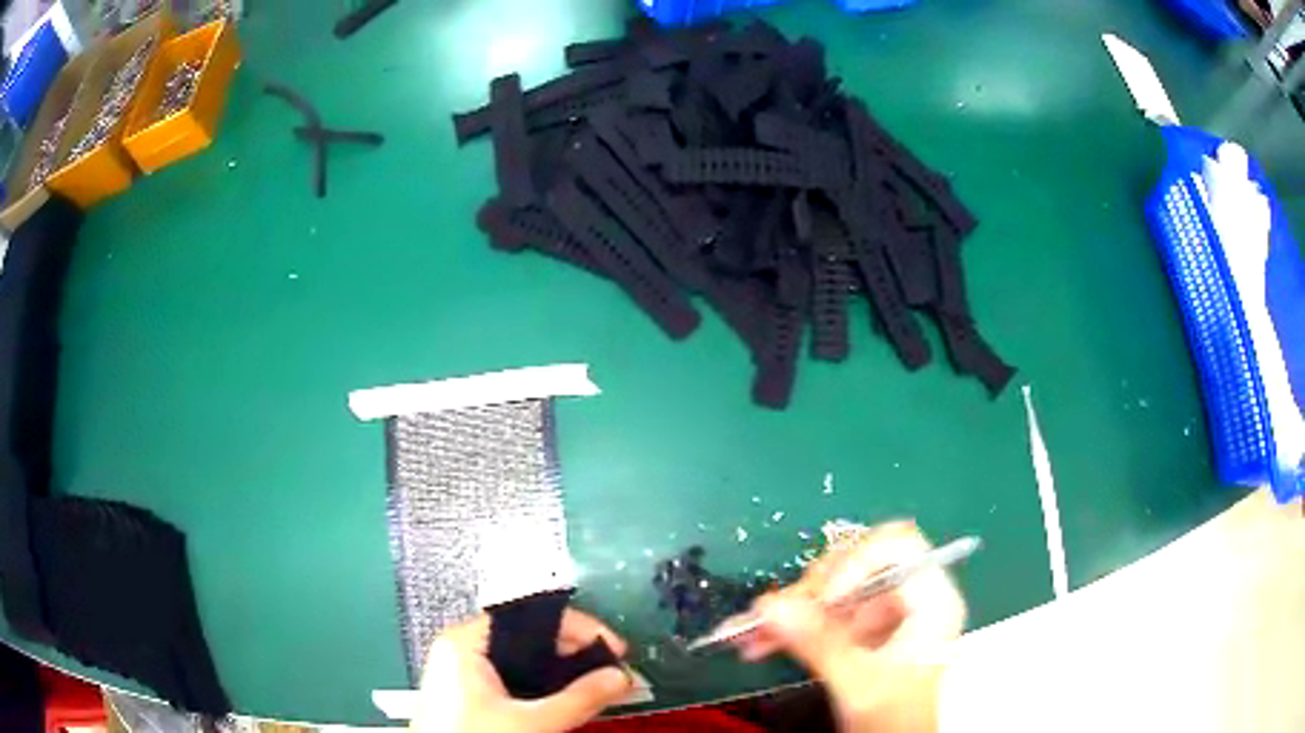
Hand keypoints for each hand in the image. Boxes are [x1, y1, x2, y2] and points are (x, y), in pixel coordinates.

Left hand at [412, 609, 632, 732]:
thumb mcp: (531, 723)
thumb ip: (579, 699)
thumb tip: (618, 678)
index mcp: (465, 642)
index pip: (531, 616)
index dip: (577, 628)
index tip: (613, 647)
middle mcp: (460, 650)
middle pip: (528, 637)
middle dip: (574, 654)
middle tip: (610, 671)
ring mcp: (461, 673)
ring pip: (523, 660)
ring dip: (561, 673)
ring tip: (595, 686)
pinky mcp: (467, 695)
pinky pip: (512, 678)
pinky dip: (542, 687)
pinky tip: (565, 701)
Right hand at [735, 521, 966, 731]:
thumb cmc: (895, 721)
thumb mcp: (862, 686)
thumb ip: (820, 646)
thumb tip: (770, 606)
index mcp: (931, 601)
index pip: (898, 547)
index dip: (856, 561)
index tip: (821, 598)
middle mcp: (907, 599)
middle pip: (856, 564)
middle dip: (810, 589)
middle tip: (773, 615)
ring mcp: (880, 615)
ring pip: (829, 589)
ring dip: (788, 609)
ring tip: (750, 632)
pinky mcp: (856, 632)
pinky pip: (817, 615)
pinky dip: (787, 625)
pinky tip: (756, 640)